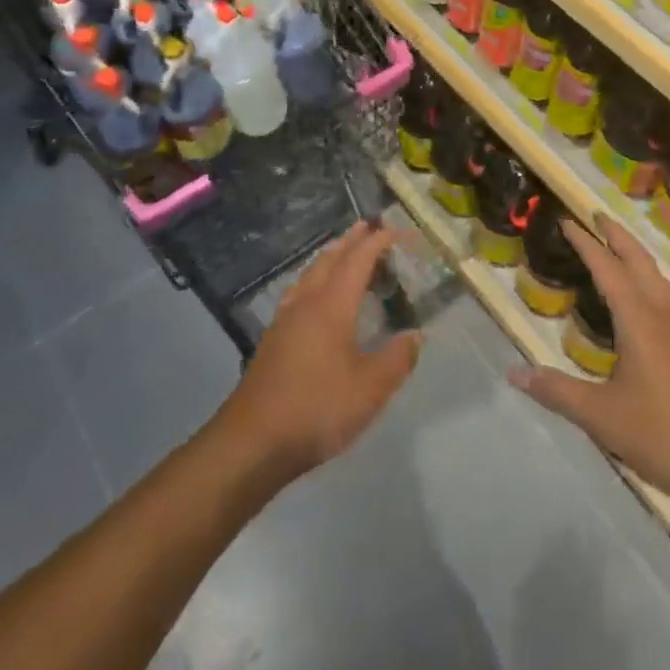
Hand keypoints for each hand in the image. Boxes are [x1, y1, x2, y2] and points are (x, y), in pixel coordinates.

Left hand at [213, 220, 421, 483]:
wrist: (252, 442)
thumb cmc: (316, 409)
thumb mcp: (369, 390)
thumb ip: (396, 360)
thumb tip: (416, 335)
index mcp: (332, 305)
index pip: (358, 260)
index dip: (377, 242)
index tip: (396, 230)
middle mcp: (306, 303)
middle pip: (330, 259)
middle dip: (350, 241)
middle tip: (368, 228)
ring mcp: (285, 320)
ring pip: (310, 274)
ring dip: (330, 257)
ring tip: (344, 253)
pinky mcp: (273, 339)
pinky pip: (299, 291)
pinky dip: (315, 279)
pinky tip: (314, 296)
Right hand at [509, 215, 669, 509]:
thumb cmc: (659, 434)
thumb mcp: (600, 415)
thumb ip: (556, 390)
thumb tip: (514, 372)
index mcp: (638, 320)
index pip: (608, 268)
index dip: (586, 243)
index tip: (568, 221)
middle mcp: (661, 314)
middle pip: (639, 261)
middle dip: (616, 235)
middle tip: (596, 215)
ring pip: (656, 276)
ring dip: (635, 253)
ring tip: (616, 244)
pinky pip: (665, 295)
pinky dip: (647, 277)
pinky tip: (642, 293)